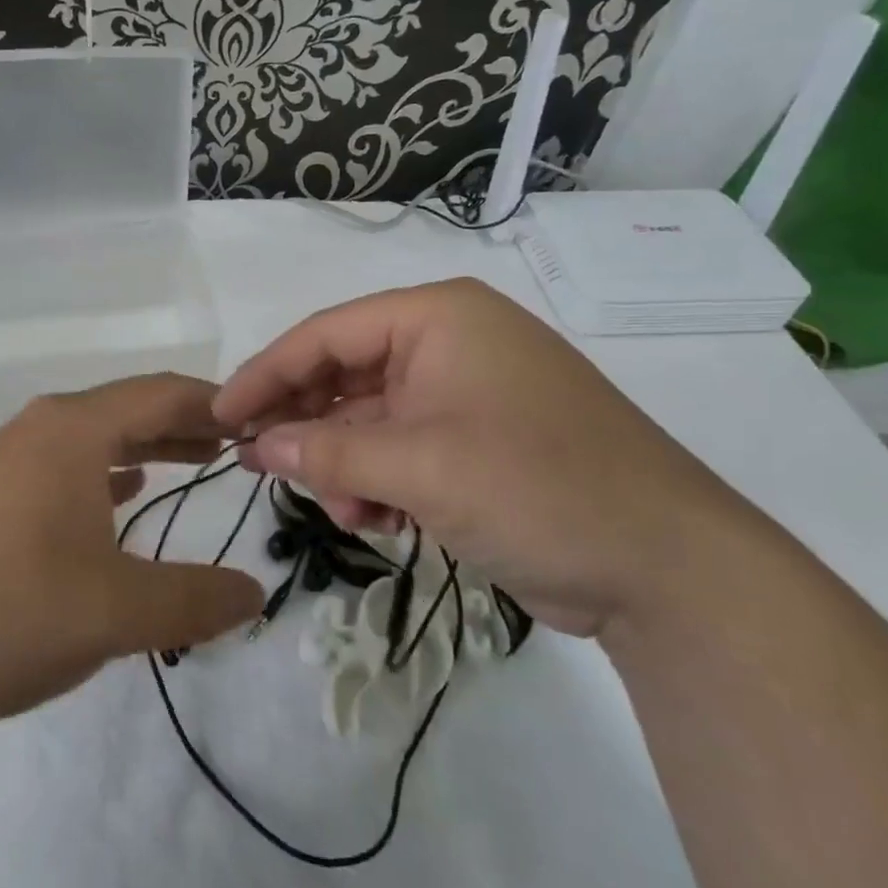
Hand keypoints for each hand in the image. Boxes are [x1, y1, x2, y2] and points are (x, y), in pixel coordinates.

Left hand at [0, 375, 263, 738]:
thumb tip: (255, 594)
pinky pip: (64, 466)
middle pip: (130, 408)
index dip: (217, 404)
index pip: (163, 393)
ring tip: (194, 464)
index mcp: (73, 430)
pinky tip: (120, 496)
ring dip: (147, 447)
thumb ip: (193, 600)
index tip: (261, 423)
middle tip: (239, 445)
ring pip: (95, 437)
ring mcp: (6, 459)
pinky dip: (105, 472)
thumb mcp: (112, 613)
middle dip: (186, 424)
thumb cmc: (1, 613)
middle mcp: (40, 428)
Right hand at [212, 279, 753, 637]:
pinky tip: (382, 523)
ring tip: (349, 514)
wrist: (668, 570)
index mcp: (438, 318)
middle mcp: (449, 343)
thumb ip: (328, 451)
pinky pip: (401, 451)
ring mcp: (465, 395)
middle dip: (308, 427)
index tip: (218, 417)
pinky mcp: (477, 443)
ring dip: (345, 466)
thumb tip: (258, 446)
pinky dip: (379, 484)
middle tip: (263, 468)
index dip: (266, 374)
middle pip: (345, 375)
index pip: (326, 334)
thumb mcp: (419, 467)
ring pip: (370, 420)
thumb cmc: (538, 488)